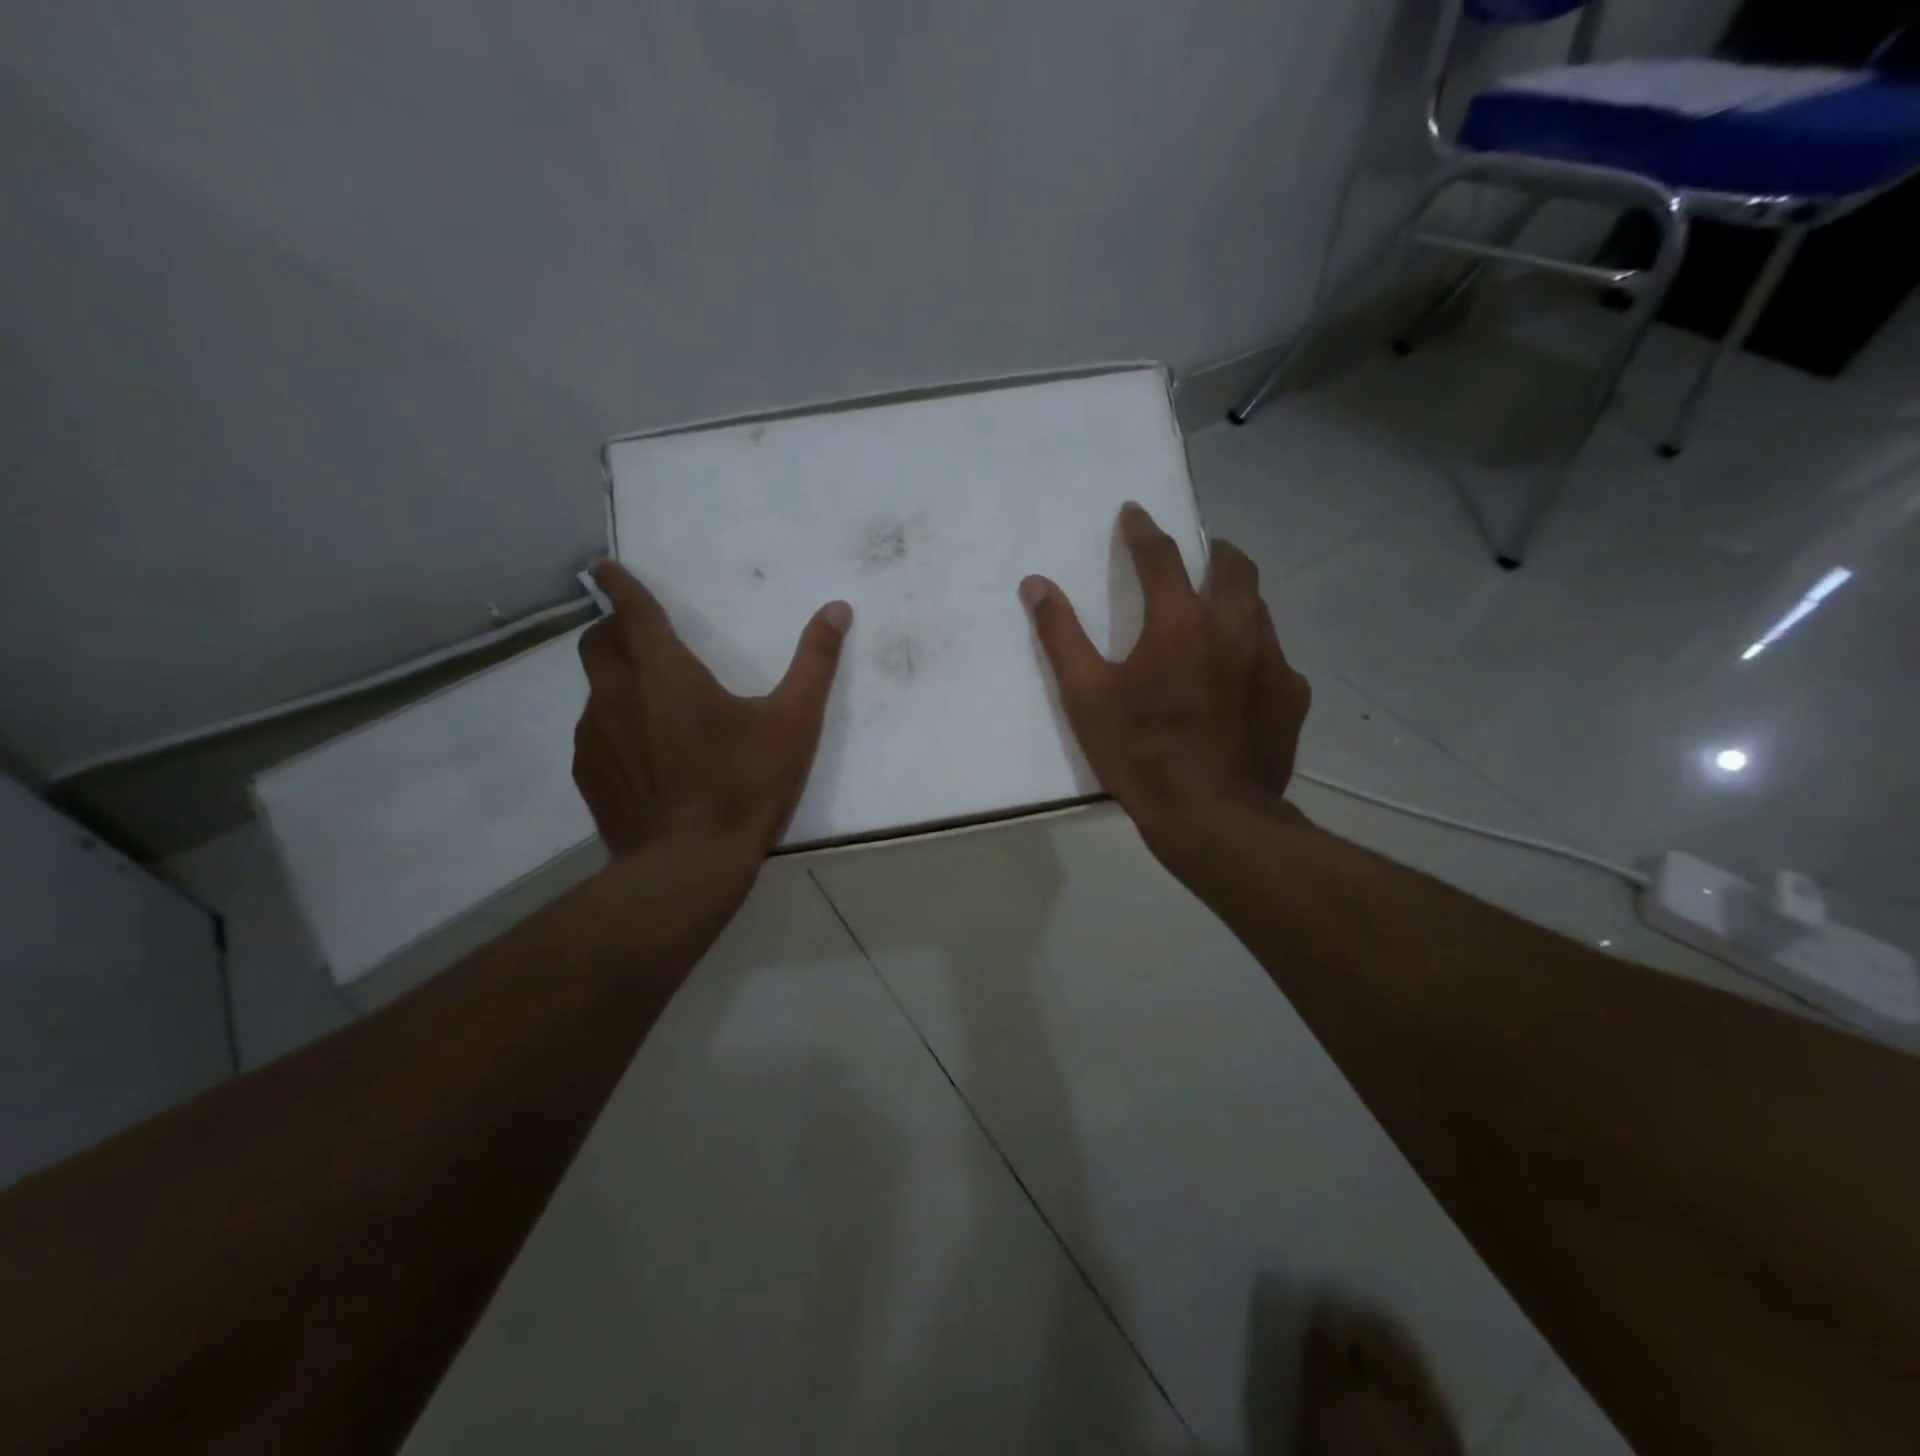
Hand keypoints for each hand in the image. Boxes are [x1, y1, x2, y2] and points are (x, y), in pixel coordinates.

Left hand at [572, 561, 851, 861]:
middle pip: (598, 643)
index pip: (633, 611)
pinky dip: (613, 727)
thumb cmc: (744, 785)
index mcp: (664, 672)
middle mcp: (617, 694)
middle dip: (614, 630)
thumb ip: (815, 662)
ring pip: (596, 690)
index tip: (604, 568)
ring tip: (652, 706)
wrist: (688, 865)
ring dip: (617, 682)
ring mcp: (595, 736)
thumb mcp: (793, 723)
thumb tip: (838, 609)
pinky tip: (644, 758)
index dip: (620, 585)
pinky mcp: (589, 774)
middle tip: (641, 639)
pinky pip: (594, 733)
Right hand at [1018, 503, 1310, 841]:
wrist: (1210, 815)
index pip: (1161, 555)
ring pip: (1259, 609)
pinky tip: (1242, 677)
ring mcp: (1272, 661)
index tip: (1134, 513)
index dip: (1143, 529)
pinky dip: (1254, 652)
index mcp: (1180, 622)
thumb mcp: (1085, 696)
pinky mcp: (1291, 696)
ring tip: (1219, 611)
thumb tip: (1035, 584)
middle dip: (1213, 550)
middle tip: (1199, 552)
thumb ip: (1060, 635)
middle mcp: (1234, 628)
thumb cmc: (1139, 752)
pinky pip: (1275, 658)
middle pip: (1233, 567)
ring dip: (1237, 598)